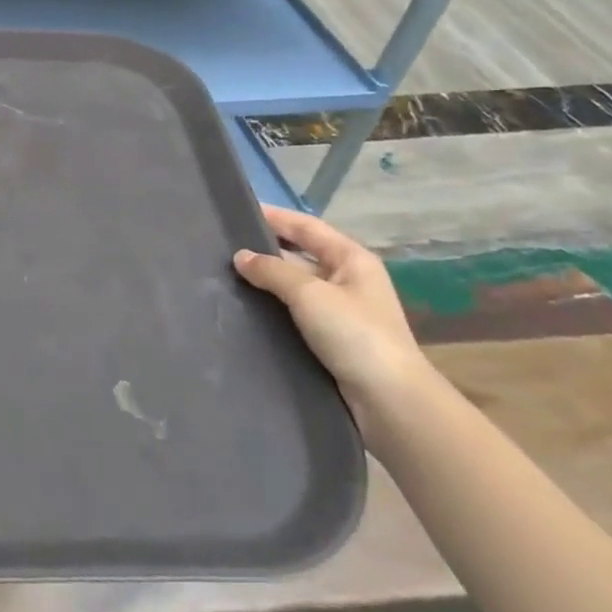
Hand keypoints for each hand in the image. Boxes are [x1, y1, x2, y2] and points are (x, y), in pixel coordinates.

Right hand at [233, 204, 429, 427]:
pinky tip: (245, 307)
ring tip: (224, 275)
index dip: (274, 216)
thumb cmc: (354, 335)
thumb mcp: (310, 294)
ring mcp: (340, 310)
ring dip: (265, 280)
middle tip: (221, 245)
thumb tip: (240, 256)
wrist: (390, 401)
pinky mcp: (331, 338)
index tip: (236, 210)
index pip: (306, 226)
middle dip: (264, 249)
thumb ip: (272, 270)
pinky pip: (294, 311)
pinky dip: (272, 306)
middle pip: (300, 254)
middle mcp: (348, 279)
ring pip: (294, 285)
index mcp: (352, 259)